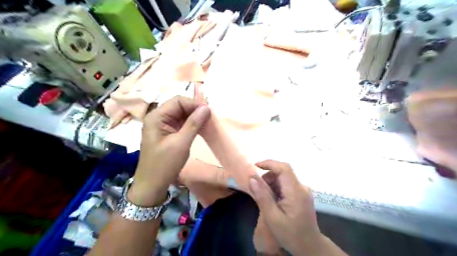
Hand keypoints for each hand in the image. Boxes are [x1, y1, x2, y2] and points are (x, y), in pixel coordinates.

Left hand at [128, 96, 209, 205]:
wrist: (152, 185)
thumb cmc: (164, 164)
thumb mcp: (181, 143)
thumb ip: (193, 124)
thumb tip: (206, 108)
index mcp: (157, 117)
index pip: (178, 101)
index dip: (194, 104)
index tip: (209, 112)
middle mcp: (158, 117)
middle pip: (179, 106)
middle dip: (195, 110)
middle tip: (210, 118)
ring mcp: (162, 125)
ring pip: (181, 114)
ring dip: (195, 117)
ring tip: (208, 122)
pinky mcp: (167, 133)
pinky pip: (181, 123)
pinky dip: (191, 124)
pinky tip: (201, 128)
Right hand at [250, 160, 324, 255]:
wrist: (310, 247)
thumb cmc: (291, 234)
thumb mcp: (273, 218)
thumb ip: (262, 197)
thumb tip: (251, 178)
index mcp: (296, 191)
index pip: (284, 168)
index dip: (269, 163)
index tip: (255, 166)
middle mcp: (301, 187)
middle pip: (283, 172)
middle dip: (268, 177)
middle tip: (258, 190)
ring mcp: (303, 191)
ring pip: (284, 178)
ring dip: (271, 183)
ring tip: (266, 199)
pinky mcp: (301, 194)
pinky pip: (286, 185)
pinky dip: (276, 188)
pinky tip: (273, 201)